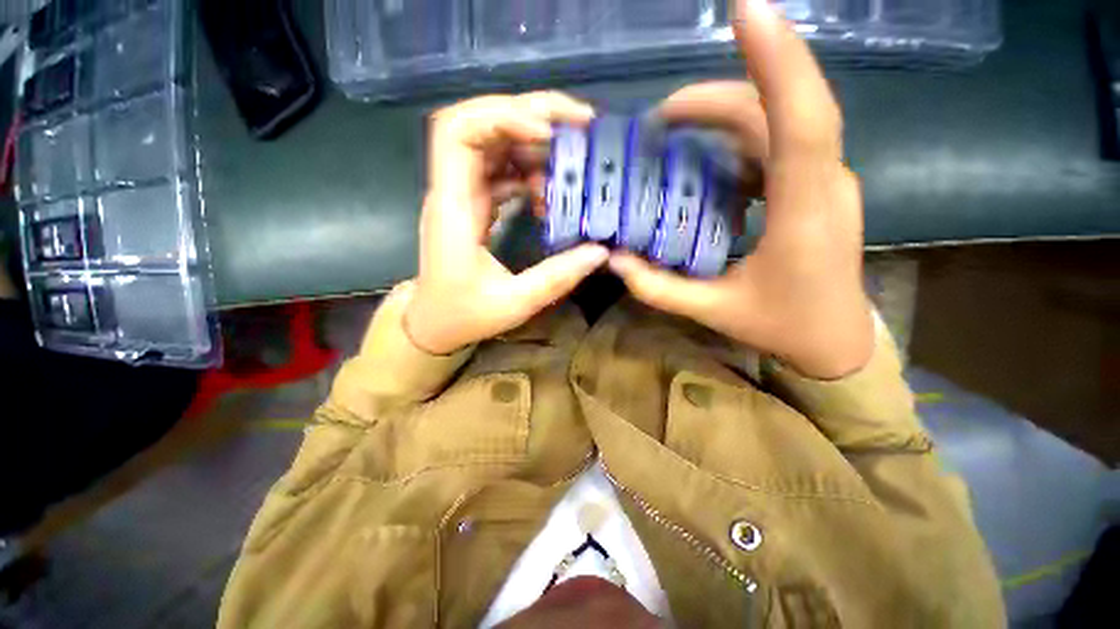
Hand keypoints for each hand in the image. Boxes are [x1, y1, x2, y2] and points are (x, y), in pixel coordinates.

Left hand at [405, 93, 608, 354]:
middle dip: (530, 114)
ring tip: (573, 159)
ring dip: (534, 143)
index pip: (458, 132)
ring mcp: (463, 196)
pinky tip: (550, 191)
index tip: (547, 134)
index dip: (502, 117)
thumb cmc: (464, 315)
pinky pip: (501, 172)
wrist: (434, 324)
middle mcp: (454, 191)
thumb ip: (557, 277)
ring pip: (494, 145)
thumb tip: (600, 252)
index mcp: (454, 208)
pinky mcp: (474, 205)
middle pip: (480, 125)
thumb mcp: (515, 303)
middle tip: (580, 125)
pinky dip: (529, 172)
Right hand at [607, 0, 872, 378]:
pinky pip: (777, 146)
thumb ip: (660, 289)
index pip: (802, 118)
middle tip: (659, 120)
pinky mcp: (816, 187)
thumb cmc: (782, 327)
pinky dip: (736, 142)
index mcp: (804, 212)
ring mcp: (824, 181)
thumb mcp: (713, 312)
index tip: (745, 9)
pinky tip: (703, 164)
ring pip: (777, 123)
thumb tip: (615, 261)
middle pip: (777, 111)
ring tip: (673, 134)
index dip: (777, 59)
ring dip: (724, 117)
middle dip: (716, 99)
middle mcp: (823, 182)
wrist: (836, 340)